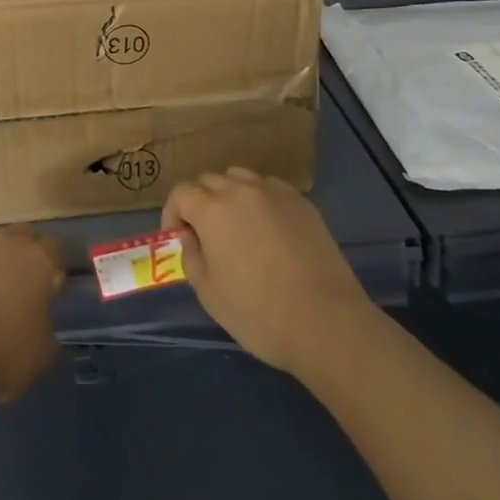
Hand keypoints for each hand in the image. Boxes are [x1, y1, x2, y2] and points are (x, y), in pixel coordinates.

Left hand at [0, 225, 64, 404]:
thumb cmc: (4, 352)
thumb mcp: (43, 354)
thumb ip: (49, 331)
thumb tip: (43, 327)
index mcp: (39, 258)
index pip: (55, 249)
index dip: (54, 269)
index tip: (51, 291)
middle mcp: (7, 242)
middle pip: (23, 236)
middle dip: (26, 254)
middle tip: (23, 285)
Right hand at [162, 168, 372, 376]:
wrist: (326, 322)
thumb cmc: (258, 313)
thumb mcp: (209, 293)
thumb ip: (191, 257)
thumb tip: (190, 236)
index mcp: (212, 209)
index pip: (181, 192)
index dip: (173, 212)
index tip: (178, 237)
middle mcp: (241, 190)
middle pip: (209, 180)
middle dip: (199, 202)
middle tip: (205, 234)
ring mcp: (274, 192)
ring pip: (240, 177)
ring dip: (229, 194)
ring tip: (237, 225)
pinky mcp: (301, 202)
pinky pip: (270, 188)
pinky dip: (260, 200)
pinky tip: (269, 228)